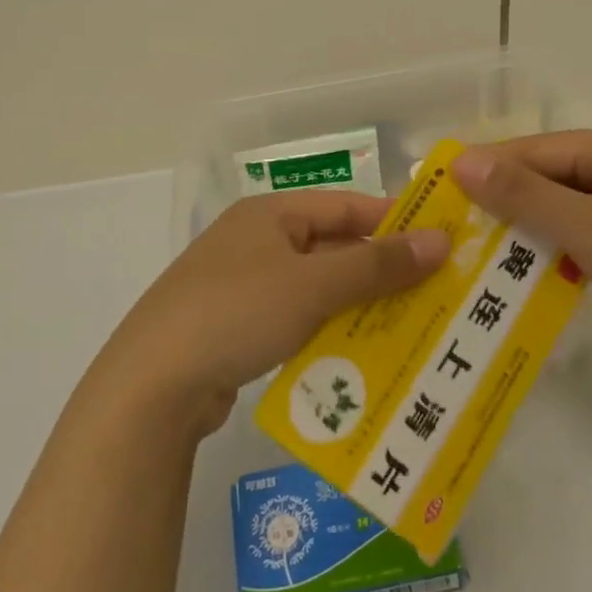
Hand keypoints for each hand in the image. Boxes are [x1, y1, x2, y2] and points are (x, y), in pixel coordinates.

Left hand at [96, 191, 449, 436]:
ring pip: (316, 287)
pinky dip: (326, 331)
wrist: (151, 386)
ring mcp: (242, 285)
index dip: (393, 221)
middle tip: (433, 293)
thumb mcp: (313, 285)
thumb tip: (440, 239)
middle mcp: (255, 241)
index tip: (440, 242)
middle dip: (379, 270)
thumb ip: (377, 264)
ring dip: (356, 305)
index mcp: (269, 214)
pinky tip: (356, 356)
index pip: (345, 205)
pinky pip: (295, 319)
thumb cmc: (237, 313)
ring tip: (407, 327)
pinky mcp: (235, 327)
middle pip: (331, 247)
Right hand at [451, 127, 591, 373]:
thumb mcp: (585, 227)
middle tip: (462, 226)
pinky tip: (540, 265)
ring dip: (535, 223)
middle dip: (510, 199)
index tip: (444, 191)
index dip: (489, 168)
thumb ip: (522, 193)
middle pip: (555, 172)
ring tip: (489, 248)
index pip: (536, 148)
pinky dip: (565, 242)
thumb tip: (460, 160)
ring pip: (573, 202)